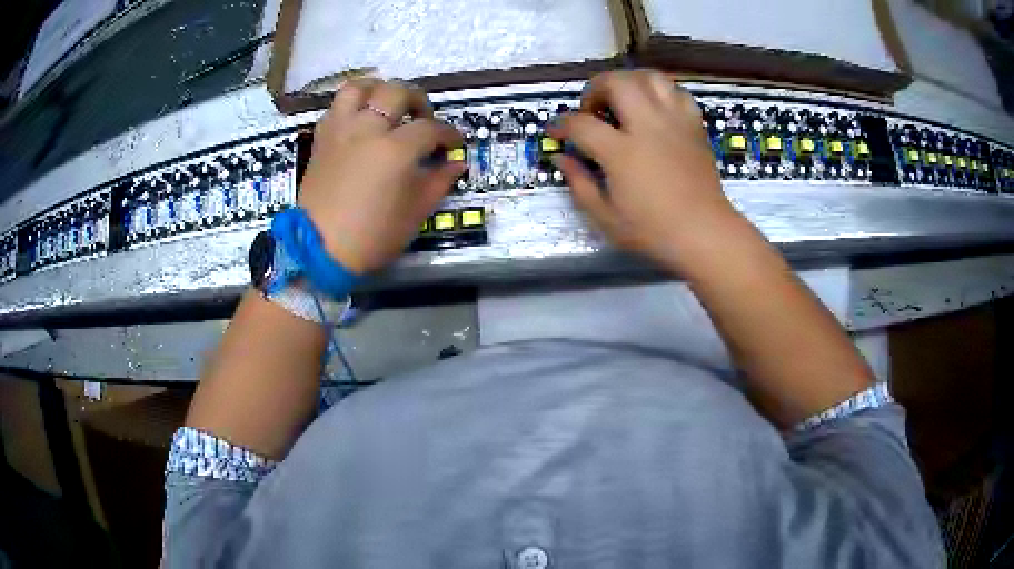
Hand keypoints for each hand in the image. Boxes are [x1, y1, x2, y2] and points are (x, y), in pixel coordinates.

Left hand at [297, 78, 464, 272]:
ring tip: (386, 104)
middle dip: (417, 100)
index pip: (431, 128)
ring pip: (359, 88)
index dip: (448, 134)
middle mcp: (368, 129)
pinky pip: (336, 107)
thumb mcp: (416, 212)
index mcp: (396, 149)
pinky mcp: (321, 138)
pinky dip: (351, 107)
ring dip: (378, 90)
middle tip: (422, 118)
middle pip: (396, 92)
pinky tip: (359, 121)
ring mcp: (341, 130)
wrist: (321, 249)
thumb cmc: (373, 235)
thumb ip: (439, 181)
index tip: (454, 143)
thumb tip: (456, 164)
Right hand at [548, 70, 743, 272]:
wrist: (705, 233)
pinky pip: (676, 92)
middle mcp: (647, 126)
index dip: (561, 124)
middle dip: (595, 88)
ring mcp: (674, 122)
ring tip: (623, 100)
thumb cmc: (653, 231)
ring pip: (649, 77)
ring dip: (629, 82)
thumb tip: (561, 158)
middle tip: (592, 109)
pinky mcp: (694, 125)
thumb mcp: (605, 217)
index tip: (556, 132)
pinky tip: (654, 109)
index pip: (580, 123)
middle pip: (616, 82)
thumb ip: (579, 183)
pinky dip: (660, 92)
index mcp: (621, 152)